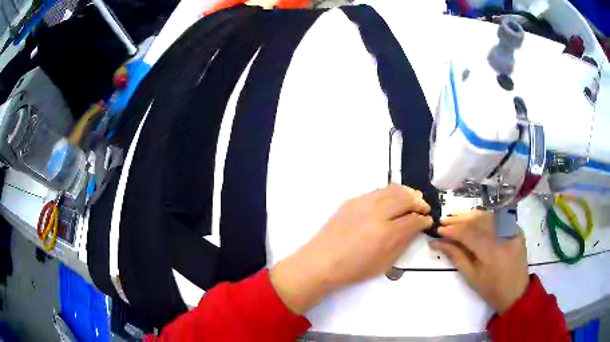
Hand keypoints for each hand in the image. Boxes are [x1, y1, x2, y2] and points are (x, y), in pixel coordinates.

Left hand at [270, 184, 432, 313]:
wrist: (322, 261)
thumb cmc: (354, 268)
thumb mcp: (385, 262)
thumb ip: (403, 242)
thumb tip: (416, 227)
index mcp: (386, 233)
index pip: (414, 219)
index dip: (424, 219)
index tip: (427, 220)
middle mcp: (376, 213)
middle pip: (406, 198)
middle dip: (419, 202)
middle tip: (423, 208)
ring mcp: (363, 203)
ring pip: (392, 189)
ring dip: (406, 193)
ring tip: (411, 200)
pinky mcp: (352, 200)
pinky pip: (377, 191)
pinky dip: (389, 193)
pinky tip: (391, 201)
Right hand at [430, 210, 528, 312]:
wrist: (516, 292)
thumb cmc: (491, 290)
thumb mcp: (472, 277)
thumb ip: (456, 256)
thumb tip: (438, 242)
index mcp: (491, 252)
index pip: (469, 233)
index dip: (452, 230)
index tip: (438, 230)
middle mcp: (503, 235)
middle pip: (478, 220)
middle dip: (459, 218)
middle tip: (443, 220)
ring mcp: (512, 229)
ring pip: (488, 215)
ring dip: (469, 215)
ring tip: (454, 216)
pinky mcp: (516, 228)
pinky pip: (497, 218)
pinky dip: (483, 217)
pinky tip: (472, 218)